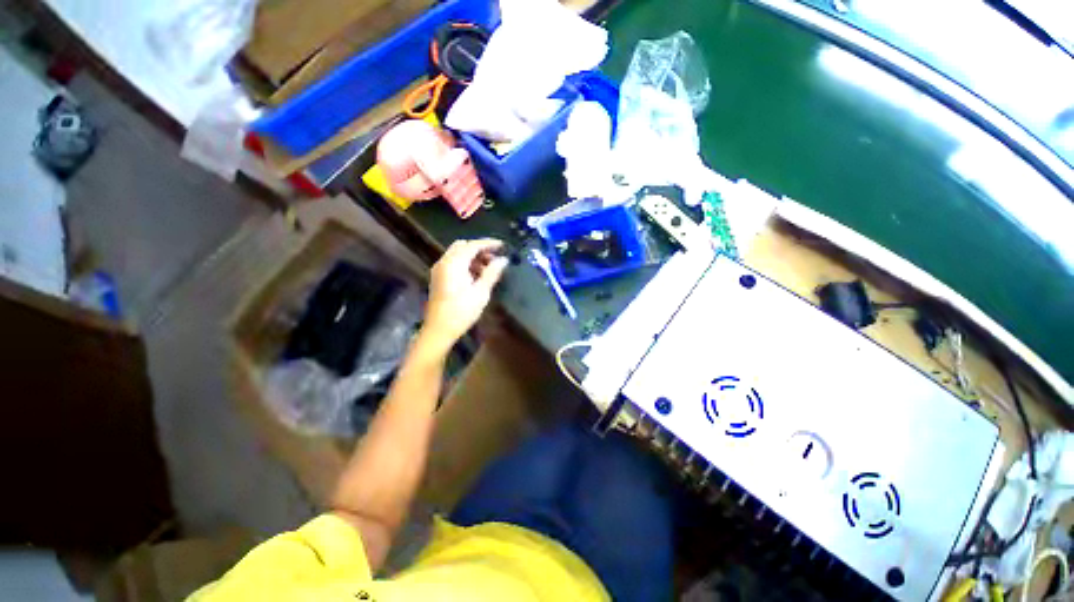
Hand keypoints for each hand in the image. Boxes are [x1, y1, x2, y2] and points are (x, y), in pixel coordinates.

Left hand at [422, 239, 508, 350]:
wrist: (439, 330)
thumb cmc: (461, 312)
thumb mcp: (481, 292)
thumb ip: (492, 273)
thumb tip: (503, 259)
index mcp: (454, 264)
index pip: (473, 245)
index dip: (489, 243)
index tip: (503, 245)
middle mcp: (444, 262)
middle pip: (463, 246)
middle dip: (480, 249)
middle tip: (495, 258)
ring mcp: (439, 269)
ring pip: (458, 254)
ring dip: (473, 256)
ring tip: (489, 268)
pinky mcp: (438, 277)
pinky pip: (453, 262)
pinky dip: (466, 263)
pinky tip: (477, 275)